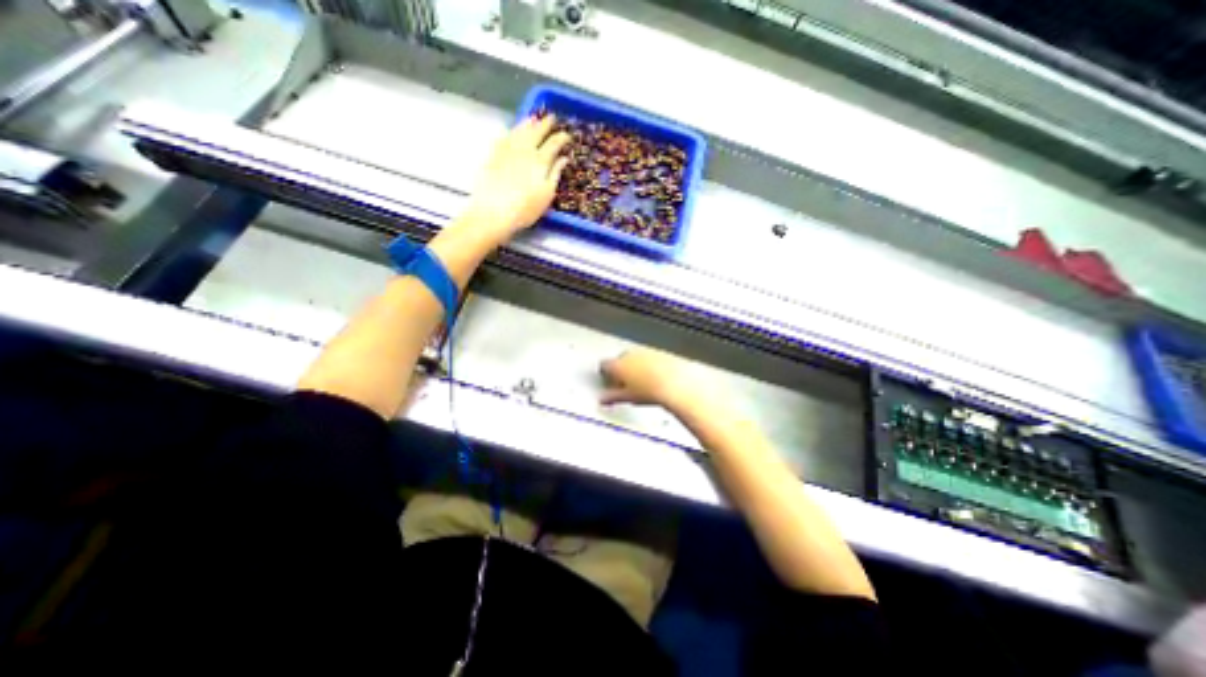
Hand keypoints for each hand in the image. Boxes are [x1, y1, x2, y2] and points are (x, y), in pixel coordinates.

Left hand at [462, 114, 573, 242]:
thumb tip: (563, 158)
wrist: (494, 212)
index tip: (567, 135)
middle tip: (551, 118)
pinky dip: (512, 131)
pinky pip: (505, 136)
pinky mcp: (493, 155)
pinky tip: (513, 131)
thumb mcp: (546, 195)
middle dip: (545, 124)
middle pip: (536, 131)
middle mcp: (524, 150)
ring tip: (533, 118)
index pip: (553, 143)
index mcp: (540, 160)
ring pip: (519, 130)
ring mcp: (507, 150)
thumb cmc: (525, 208)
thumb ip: (555, 174)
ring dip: (528, 123)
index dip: (561, 138)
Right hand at [599, 350, 708, 412]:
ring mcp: (645, 352)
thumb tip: (605, 399)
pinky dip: (649, 365)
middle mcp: (630, 354)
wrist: (676, 383)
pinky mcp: (659, 352)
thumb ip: (612, 397)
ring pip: (635, 357)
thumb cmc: (651, 390)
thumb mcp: (627, 397)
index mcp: (618, 364)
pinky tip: (654, 377)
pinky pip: (650, 357)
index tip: (608, 381)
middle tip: (625, 384)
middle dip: (621, 369)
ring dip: (635, 366)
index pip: (605, 365)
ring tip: (642, 382)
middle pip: (620, 359)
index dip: (605, 373)